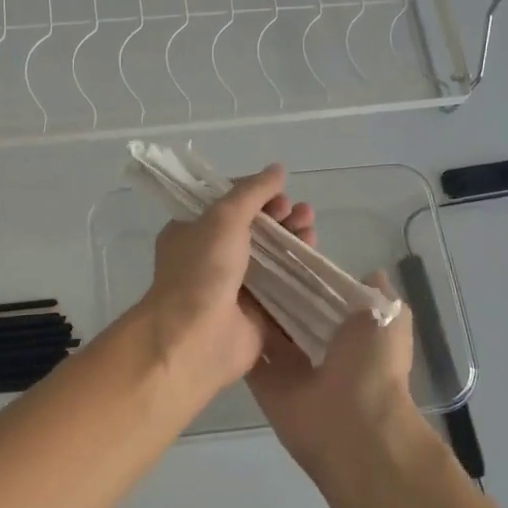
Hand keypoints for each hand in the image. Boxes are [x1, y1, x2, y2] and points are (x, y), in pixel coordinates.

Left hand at [137, 165, 310, 397]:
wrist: (196, 338)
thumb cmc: (202, 270)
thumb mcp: (223, 218)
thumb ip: (252, 192)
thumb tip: (277, 169)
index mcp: (192, 232)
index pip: (228, 205)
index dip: (256, 196)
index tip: (279, 194)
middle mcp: (211, 258)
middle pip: (254, 230)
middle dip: (280, 218)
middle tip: (302, 213)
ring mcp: (235, 288)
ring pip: (271, 258)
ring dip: (292, 241)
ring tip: (311, 231)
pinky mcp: (257, 315)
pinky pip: (282, 289)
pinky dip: (299, 274)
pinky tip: (315, 260)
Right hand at [246, 249, 426, 481]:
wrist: (354, 426)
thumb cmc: (373, 365)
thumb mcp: (390, 316)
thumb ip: (378, 293)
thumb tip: (369, 272)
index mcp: (349, 331)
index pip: (319, 295)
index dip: (302, 272)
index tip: (279, 242)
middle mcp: (318, 347)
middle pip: (289, 311)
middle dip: (272, 286)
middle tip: (246, 252)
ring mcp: (289, 367)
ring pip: (265, 330)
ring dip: (251, 306)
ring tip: (227, 269)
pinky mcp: (265, 383)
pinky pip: (247, 354)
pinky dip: (234, 333)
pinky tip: (217, 301)